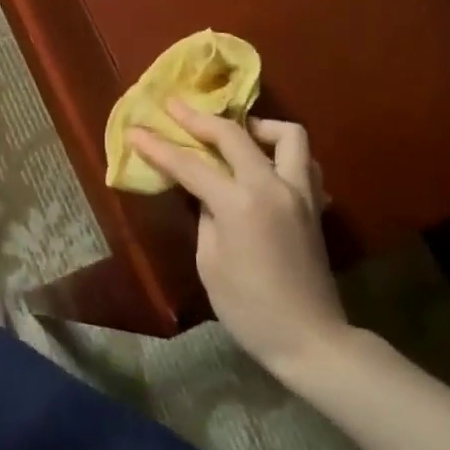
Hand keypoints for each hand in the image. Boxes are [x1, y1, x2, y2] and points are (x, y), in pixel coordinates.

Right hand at [129, 102, 348, 373]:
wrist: (311, 340)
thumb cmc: (249, 309)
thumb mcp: (210, 262)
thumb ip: (205, 216)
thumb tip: (205, 192)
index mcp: (240, 204)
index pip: (190, 164)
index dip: (159, 147)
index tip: (135, 130)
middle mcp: (272, 186)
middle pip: (234, 134)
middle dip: (199, 118)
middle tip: (175, 108)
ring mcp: (300, 192)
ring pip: (286, 135)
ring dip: (257, 127)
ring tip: (236, 134)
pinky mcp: (315, 204)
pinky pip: (303, 161)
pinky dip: (282, 153)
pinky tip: (265, 165)